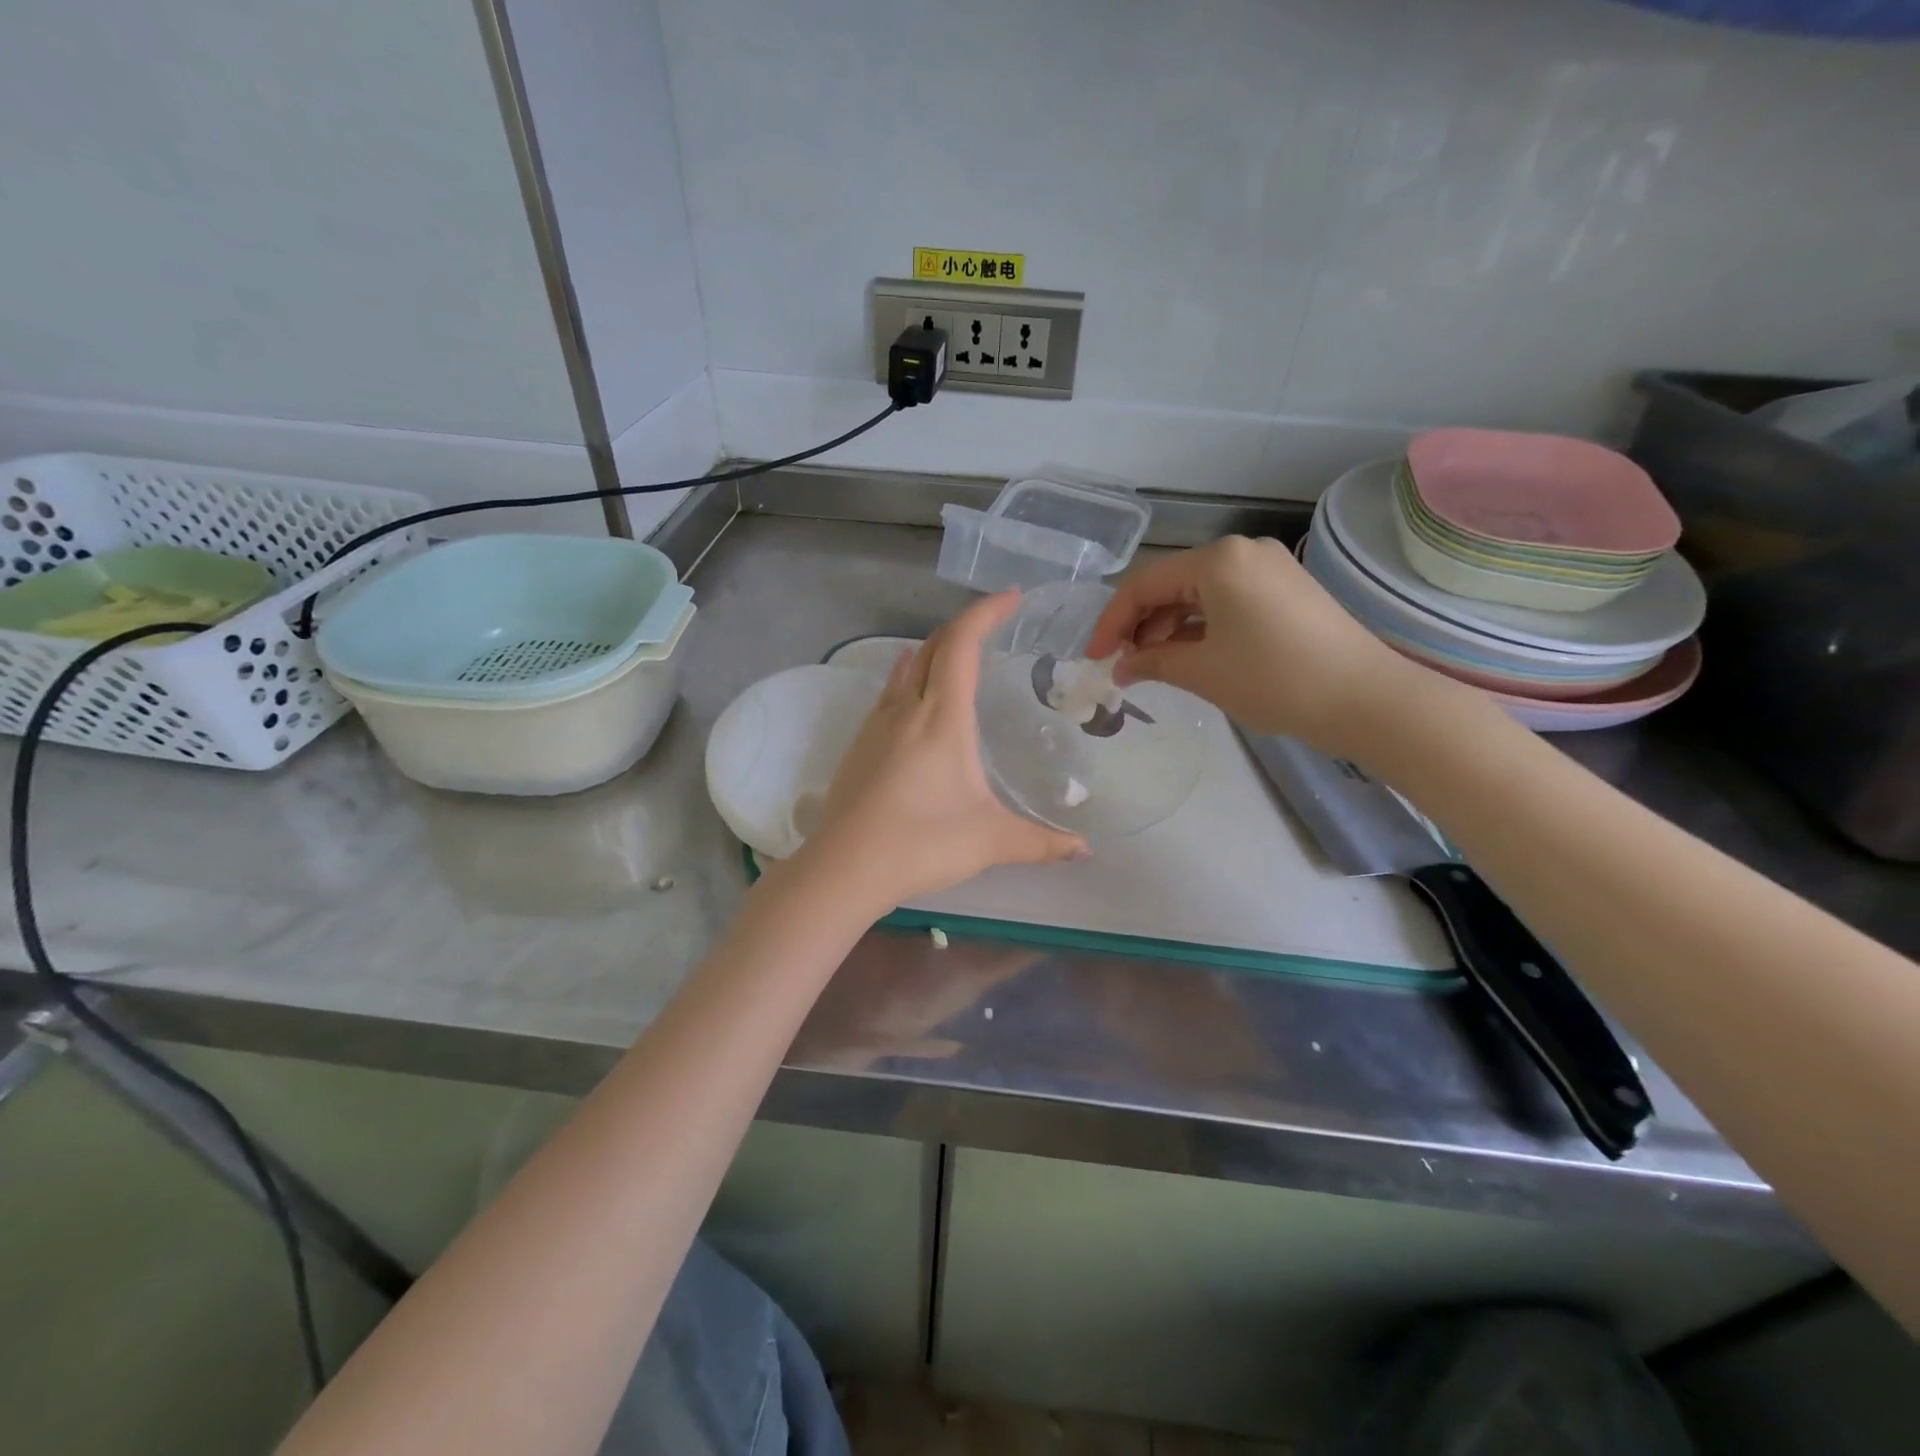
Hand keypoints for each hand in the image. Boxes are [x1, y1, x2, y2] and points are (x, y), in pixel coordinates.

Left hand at [798, 592, 1086, 908]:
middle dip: (965, 627)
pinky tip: (917, 704)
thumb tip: (1084, 850)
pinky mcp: (858, 745)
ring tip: (959, 660)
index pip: (962, 643)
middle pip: (933, 646)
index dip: (986, 612)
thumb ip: (1041, 842)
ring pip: (905, 668)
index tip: (1012, 597)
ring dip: (934, 652)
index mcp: (942, 717)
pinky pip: (888, 694)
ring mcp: (876, 725)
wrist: (845, 867)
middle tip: (993, 626)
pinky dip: (910, 680)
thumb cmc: (922, 843)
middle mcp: (905, 708)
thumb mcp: (991, 841)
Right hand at [1086, 535, 1420, 752]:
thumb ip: (1152, 662)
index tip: (1094, 658)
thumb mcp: (1203, 672)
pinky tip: (1188, 655)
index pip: (1144, 585)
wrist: (1366, 699)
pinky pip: (1225, 600)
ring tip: (1152, 665)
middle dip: (1140, 624)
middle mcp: (1241, 552)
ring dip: (1168, 627)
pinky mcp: (1285, 588)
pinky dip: (1200, 626)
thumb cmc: (1276, 680)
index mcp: (1217, 561)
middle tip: (1122, 664)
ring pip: (1198, 593)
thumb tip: (1120, 667)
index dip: (1111, 622)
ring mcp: (1268, 567)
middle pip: (1170, 584)